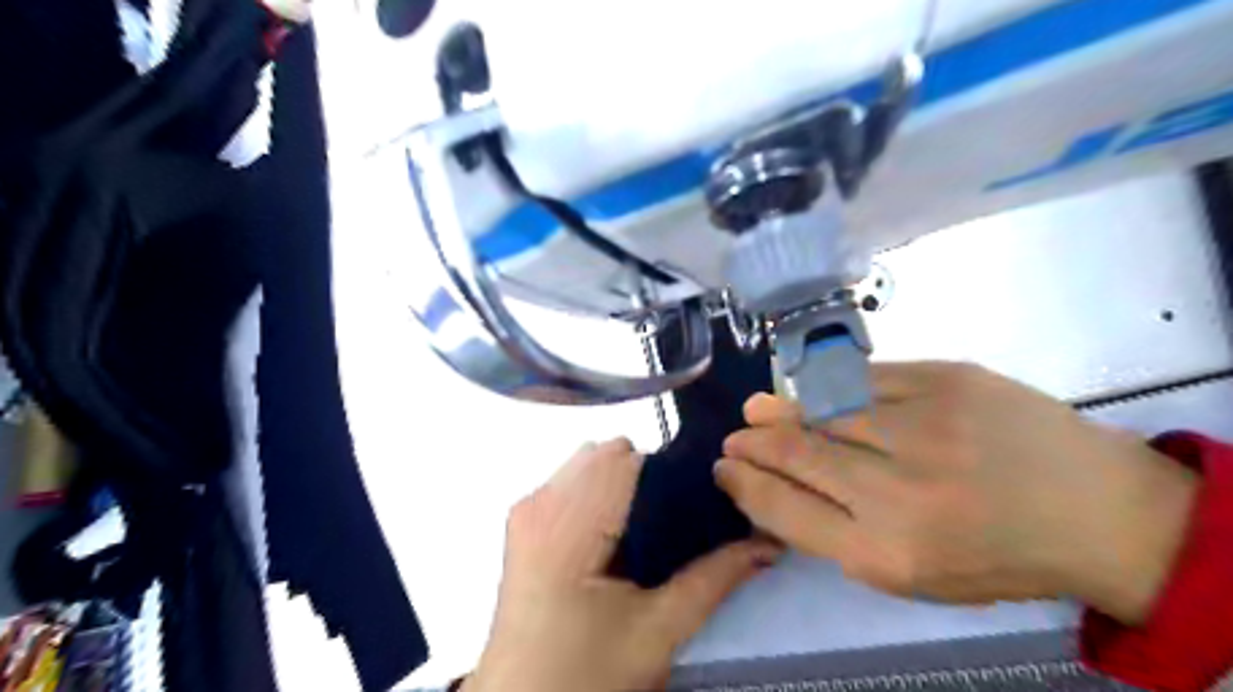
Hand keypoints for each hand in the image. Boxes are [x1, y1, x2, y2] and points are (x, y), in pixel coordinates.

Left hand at [463, 439, 777, 691]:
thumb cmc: (585, 675)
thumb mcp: (658, 631)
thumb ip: (715, 578)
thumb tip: (769, 540)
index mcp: (567, 523)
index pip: (629, 459)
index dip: (671, 473)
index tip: (706, 497)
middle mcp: (541, 500)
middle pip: (610, 455)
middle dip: (652, 478)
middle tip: (681, 521)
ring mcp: (528, 506)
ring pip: (593, 463)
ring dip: (628, 484)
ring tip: (652, 531)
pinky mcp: (525, 519)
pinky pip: (574, 480)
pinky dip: (605, 494)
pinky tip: (620, 536)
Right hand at [713, 363, 1194, 627]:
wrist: (1100, 510)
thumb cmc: (993, 554)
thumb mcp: (908, 572)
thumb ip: (833, 531)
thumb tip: (769, 485)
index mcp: (886, 552)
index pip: (784, 508)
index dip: (744, 483)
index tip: (724, 468)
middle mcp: (898, 490)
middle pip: (795, 452)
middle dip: (753, 443)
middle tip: (735, 437)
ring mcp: (924, 425)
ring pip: (822, 408)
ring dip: (780, 409)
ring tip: (757, 409)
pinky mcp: (948, 378)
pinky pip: (863, 377)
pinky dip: (828, 386)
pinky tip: (813, 391)